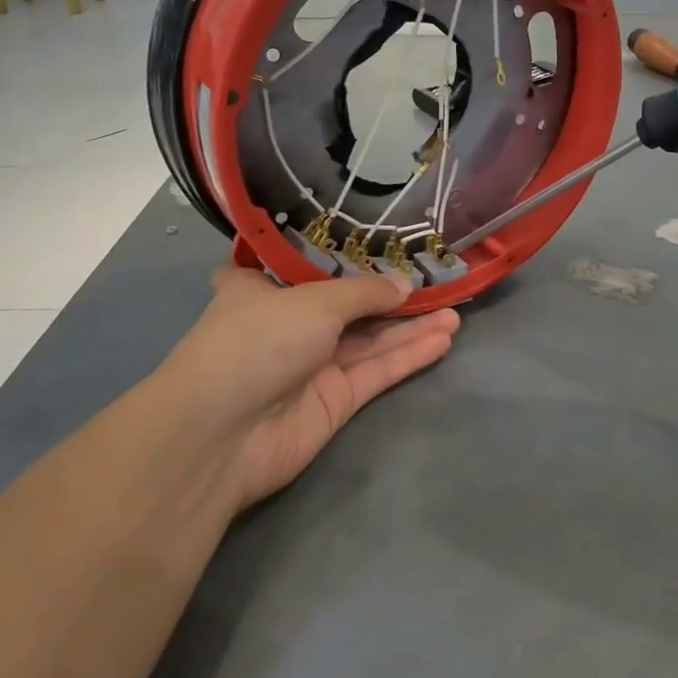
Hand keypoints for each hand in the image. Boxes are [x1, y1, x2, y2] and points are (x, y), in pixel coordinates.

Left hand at [154, 268, 460, 509]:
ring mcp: (312, 365)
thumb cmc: (257, 340)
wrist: (222, 433)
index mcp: (263, 290)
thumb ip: (365, 293)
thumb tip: (405, 284)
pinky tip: (443, 338)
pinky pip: (377, 371)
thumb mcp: (315, 301)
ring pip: (370, 340)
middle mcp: (289, 324)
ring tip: (455, 310)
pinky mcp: (334, 401)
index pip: (302, 267)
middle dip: (392, 296)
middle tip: (437, 282)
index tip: (376, 244)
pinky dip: (408, 355)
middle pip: (349, 305)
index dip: (340, 258)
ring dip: (410, 326)